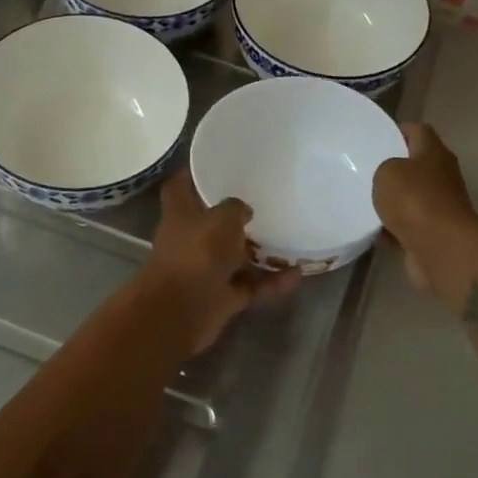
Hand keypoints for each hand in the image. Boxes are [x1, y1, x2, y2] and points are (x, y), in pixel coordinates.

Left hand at [140, 171, 298, 354]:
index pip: (180, 186)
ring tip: (290, 239)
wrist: (181, 312)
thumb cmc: (197, 253)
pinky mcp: (220, 297)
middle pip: (211, 223)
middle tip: (265, 201)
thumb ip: (235, 208)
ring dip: (259, 252)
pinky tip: (297, 275)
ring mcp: (205, 270)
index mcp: (181, 213)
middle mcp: (190, 240)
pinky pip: (250, 285)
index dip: (192, 174)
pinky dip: (271, 282)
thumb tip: (243, 210)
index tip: (216, 165)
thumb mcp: (222, 219)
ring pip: (234, 257)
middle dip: (234, 215)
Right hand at [373, 122, 476, 292]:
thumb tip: (390, 178)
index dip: (399, 129)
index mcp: (434, 152)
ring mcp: (440, 206)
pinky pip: (408, 225)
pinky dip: (393, 229)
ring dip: (392, 201)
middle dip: (393, 168)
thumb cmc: (414, 200)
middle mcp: (441, 176)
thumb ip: (384, 169)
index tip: (376, 136)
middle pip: (415, 165)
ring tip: (363, 202)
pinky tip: (373, 232)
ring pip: (410, 197)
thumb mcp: (387, 172)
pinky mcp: (433, 233)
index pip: (418, 130)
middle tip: (364, 170)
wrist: (441, 248)